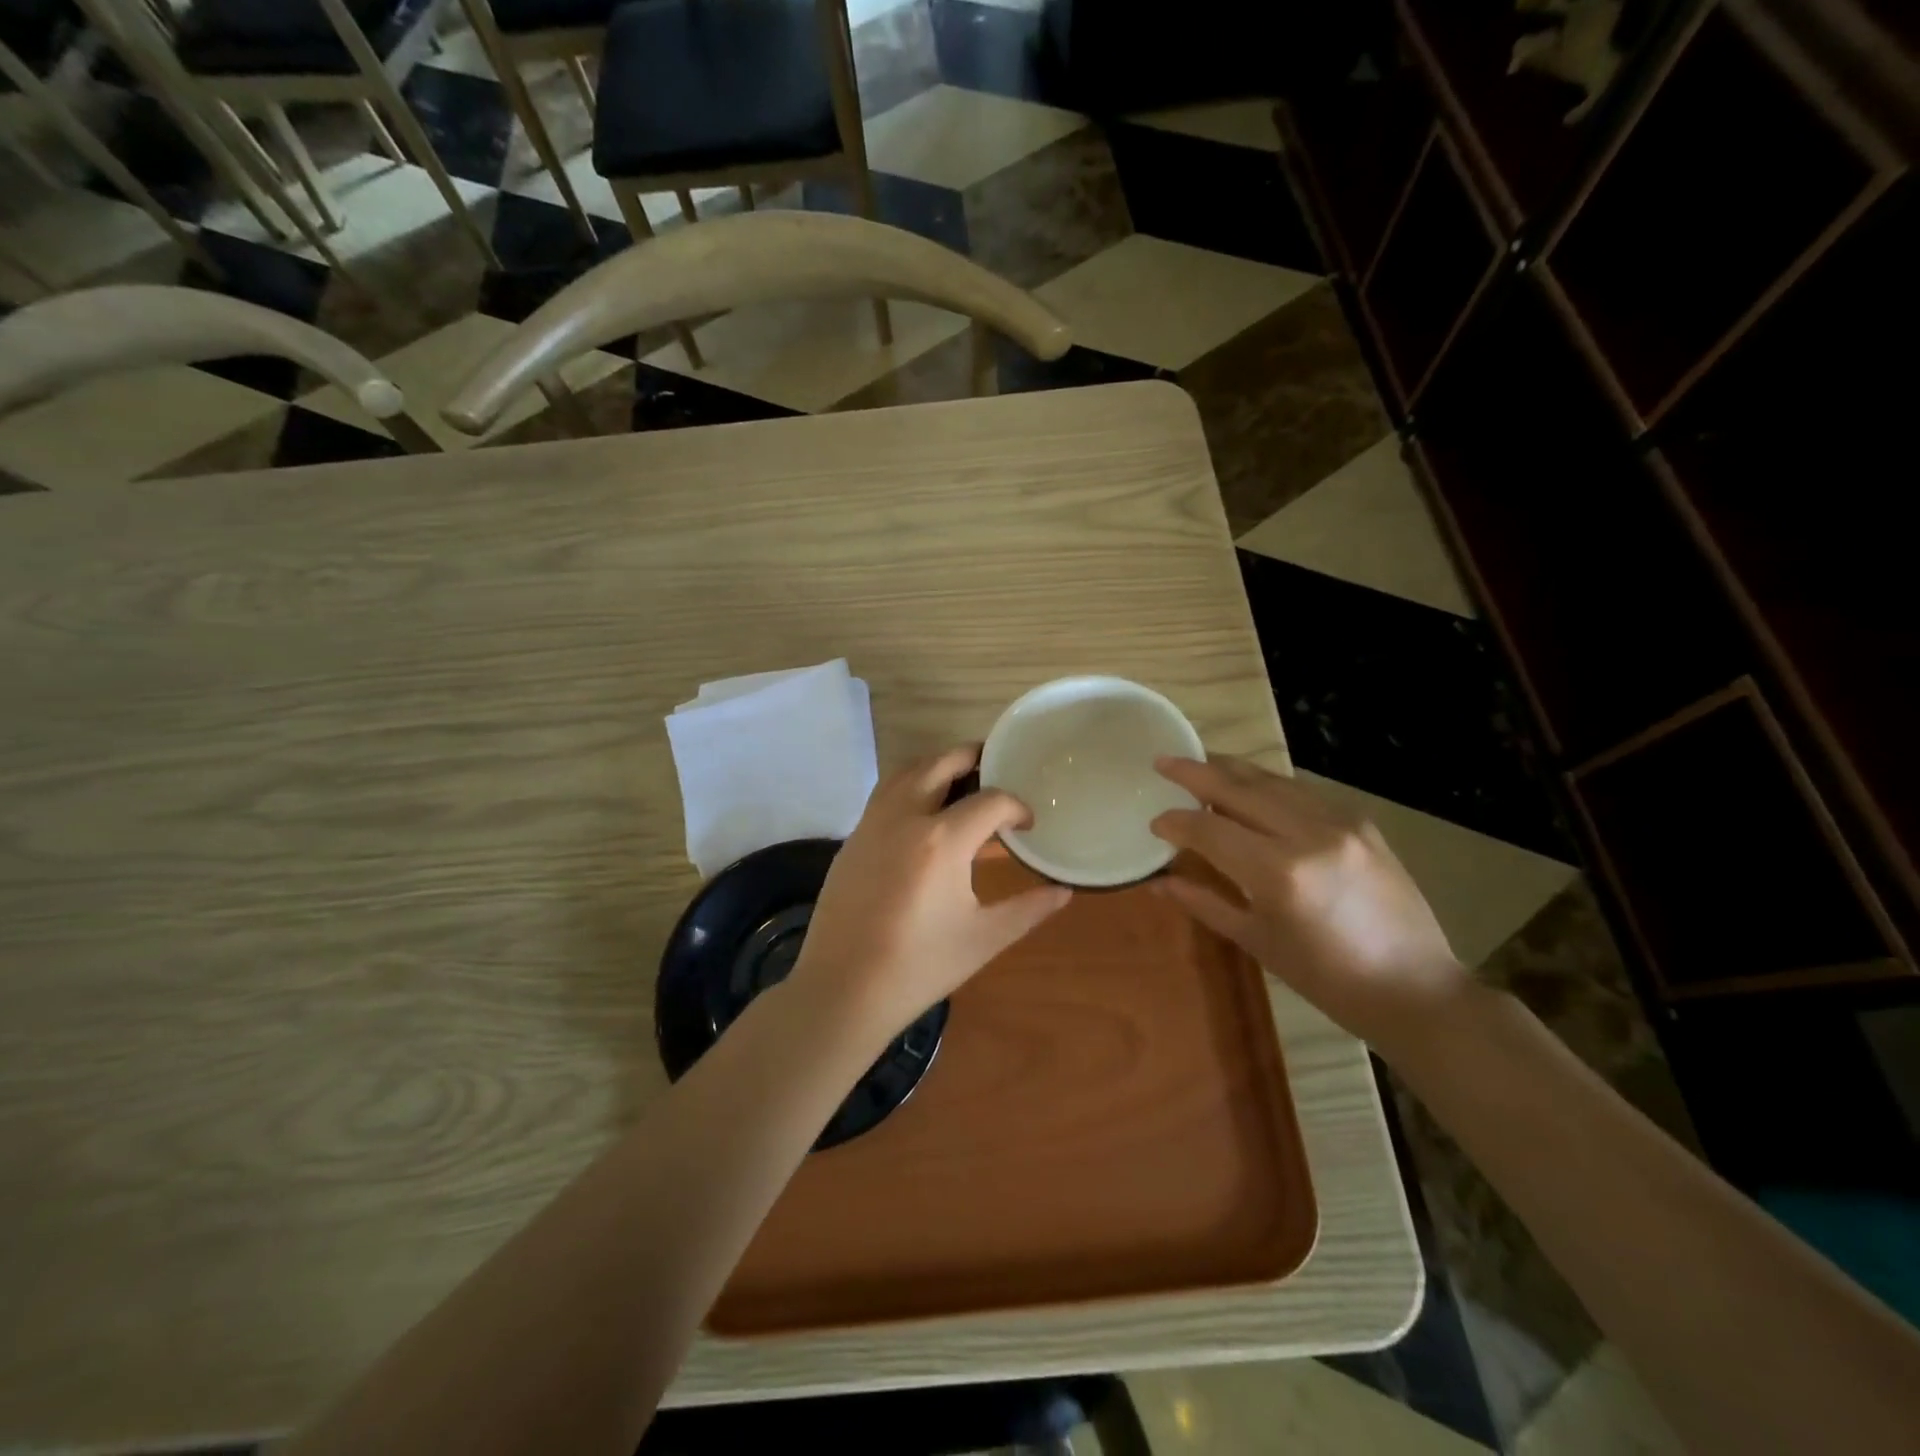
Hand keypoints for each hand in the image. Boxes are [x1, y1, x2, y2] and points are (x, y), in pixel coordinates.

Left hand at [790, 744, 1071, 1047]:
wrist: (842, 990)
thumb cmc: (919, 966)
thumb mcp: (983, 939)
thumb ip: (1028, 909)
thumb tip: (1064, 891)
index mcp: (942, 840)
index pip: (990, 801)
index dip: (1016, 807)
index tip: (1028, 824)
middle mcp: (905, 817)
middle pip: (942, 763)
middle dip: (974, 758)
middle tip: (997, 768)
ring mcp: (872, 824)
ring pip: (906, 771)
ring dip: (937, 765)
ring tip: (962, 782)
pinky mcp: (852, 839)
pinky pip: (885, 794)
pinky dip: (910, 786)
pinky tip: (924, 816)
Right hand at [1150, 755, 1469, 1055]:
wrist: (1415, 988)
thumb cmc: (1327, 979)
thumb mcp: (1257, 942)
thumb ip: (1205, 902)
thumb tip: (1160, 879)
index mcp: (1278, 873)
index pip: (1209, 829)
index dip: (1176, 822)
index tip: (1154, 822)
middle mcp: (1308, 834)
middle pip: (1238, 789)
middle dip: (1195, 772)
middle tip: (1163, 761)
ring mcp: (1340, 822)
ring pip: (1271, 780)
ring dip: (1231, 770)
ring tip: (1201, 764)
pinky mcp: (1360, 821)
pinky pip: (1301, 792)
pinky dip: (1268, 785)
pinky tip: (1251, 787)